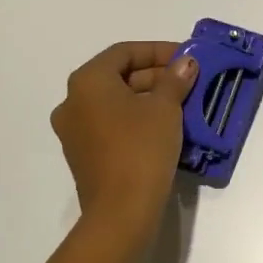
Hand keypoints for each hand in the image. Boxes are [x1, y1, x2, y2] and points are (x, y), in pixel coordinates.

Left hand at [50, 42, 198, 230]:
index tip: (187, 57)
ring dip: (149, 97)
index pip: (125, 52)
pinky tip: (166, 126)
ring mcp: (75, 130)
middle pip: (119, 76)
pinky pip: (112, 124)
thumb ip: (175, 79)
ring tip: (184, 103)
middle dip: (156, 75)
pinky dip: (137, 118)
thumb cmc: (141, 148)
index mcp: (87, 82)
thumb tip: (185, 63)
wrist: (121, 212)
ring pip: (116, 102)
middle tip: (189, 81)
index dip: (159, 50)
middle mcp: (73, 101)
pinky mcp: (84, 155)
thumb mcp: (165, 108)